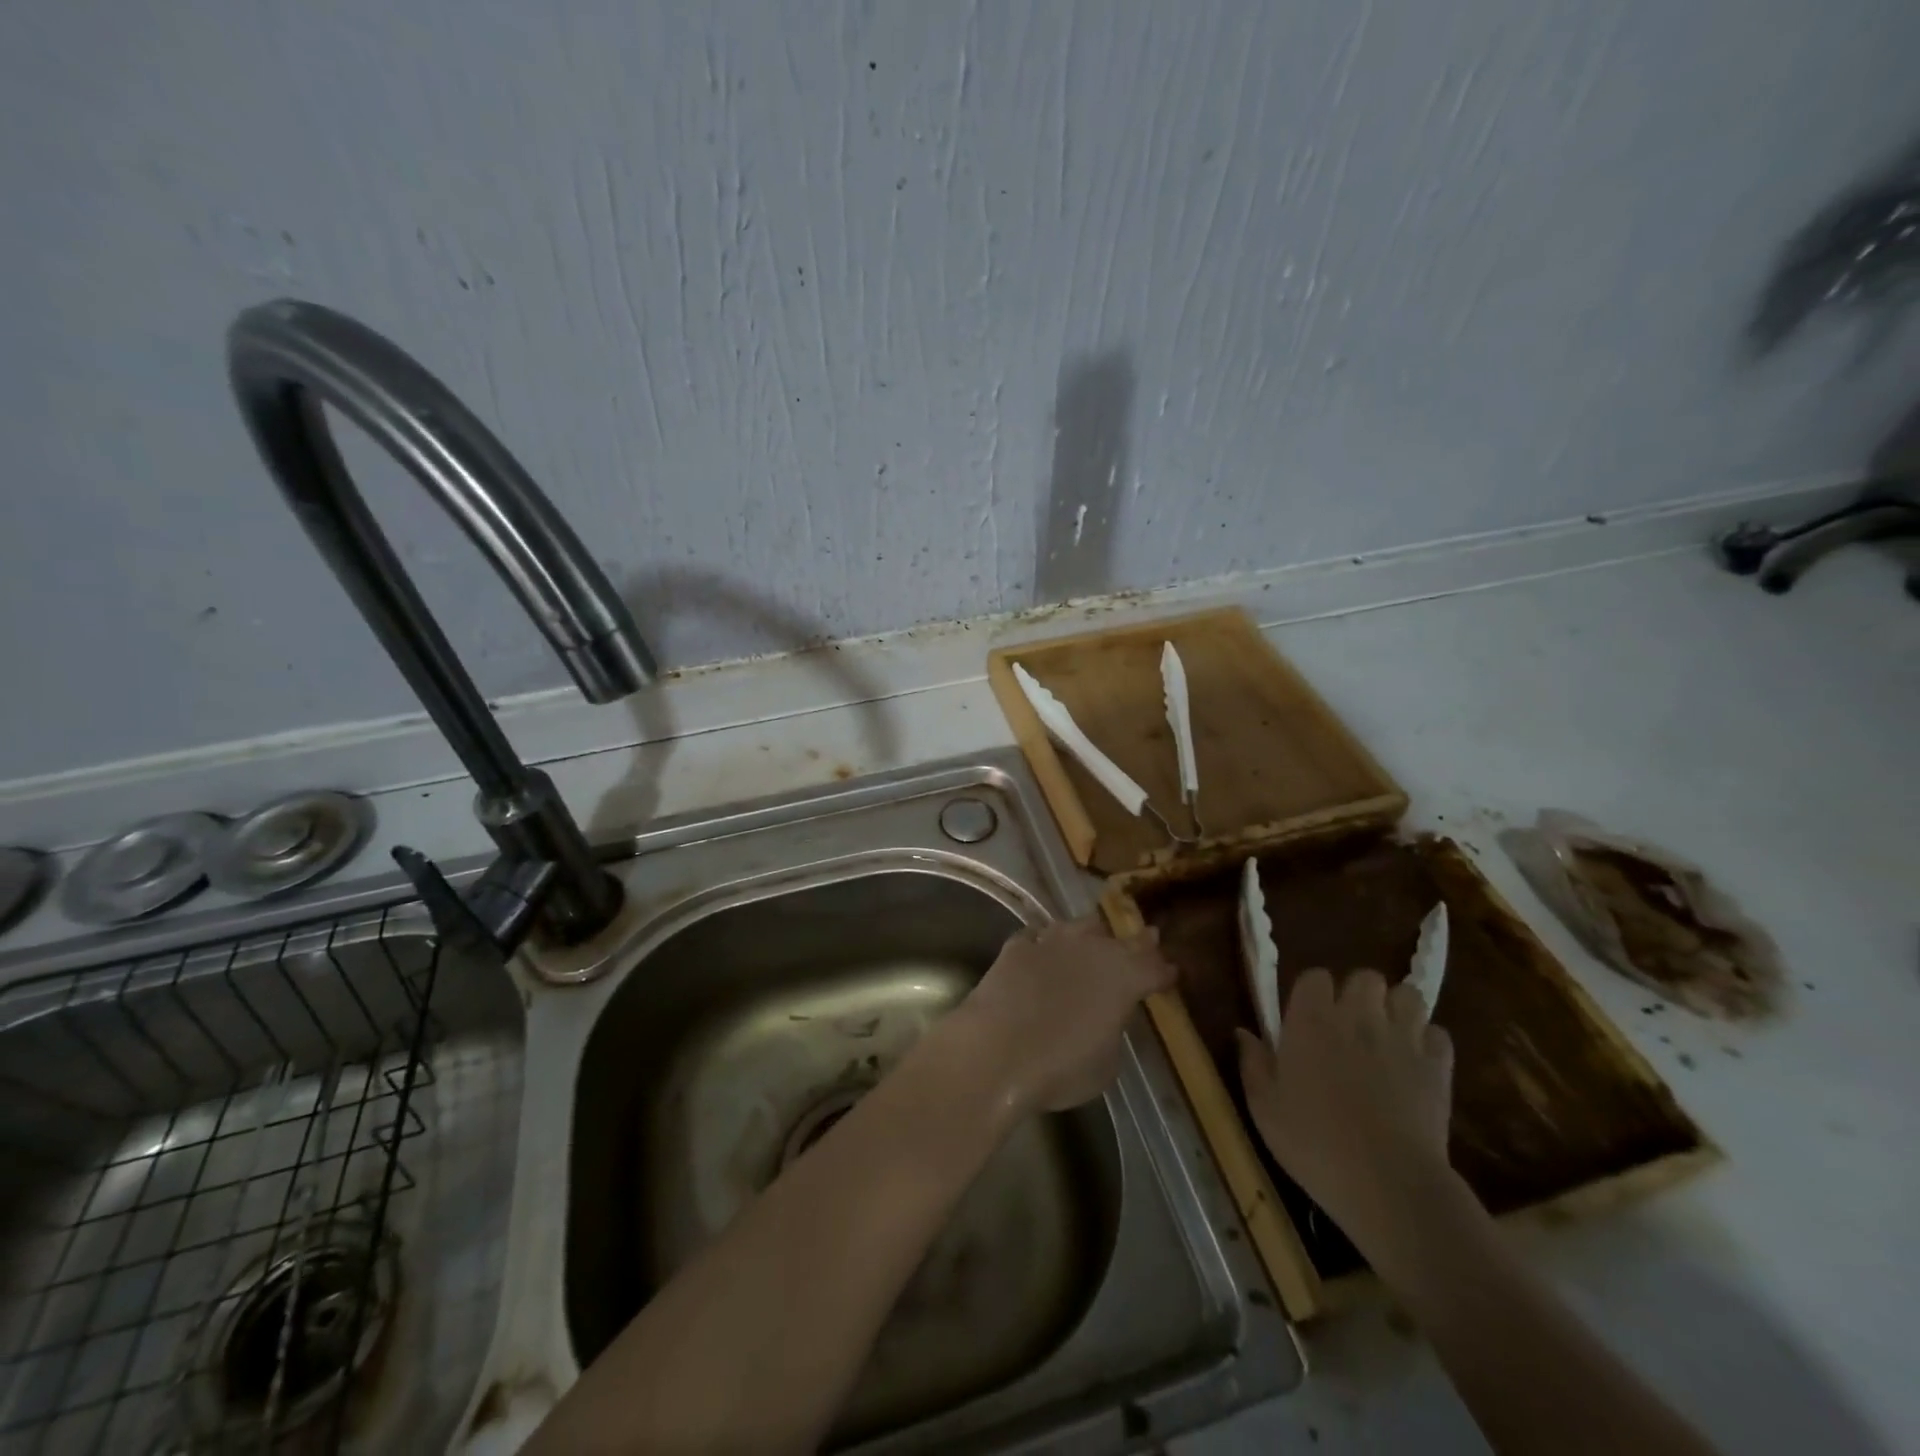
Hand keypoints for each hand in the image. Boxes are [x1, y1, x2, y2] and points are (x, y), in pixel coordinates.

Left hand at [952, 917, 1175, 1114]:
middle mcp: (1092, 949)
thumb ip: (1113, 1029)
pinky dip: (1044, 943)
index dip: (1164, 970)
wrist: (995, 1052)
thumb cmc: (1060, 1068)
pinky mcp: (1017, 946)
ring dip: (1091, 934)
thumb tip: (1107, 1017)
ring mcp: (1052, 941)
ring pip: (1079, 926)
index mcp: (1124, 978)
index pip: (1154, 967)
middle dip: (1137, 941)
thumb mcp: (1106, 1064)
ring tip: (1093, 939)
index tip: (1170, 972)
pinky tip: (1041, 950)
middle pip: (1122, 938)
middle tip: (1147, 939)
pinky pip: (1037, 936)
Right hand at [1237, 969, 1455, 1254]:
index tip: (1308, 1017)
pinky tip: (1416, 1063)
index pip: (1315, 976)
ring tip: (1387, 1036)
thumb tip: (1243, 1033)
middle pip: (1365, 977)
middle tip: (1350, 1025)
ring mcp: (1402, 1038)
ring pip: (1407, 996)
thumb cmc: (1313, 1142)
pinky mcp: (1438, 1066)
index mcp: (1310, 1019)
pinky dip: (1429, 1043)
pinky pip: (1439, 1034)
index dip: (1313, 992)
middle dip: (1360, 994)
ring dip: (1397, 1010)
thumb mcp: (1264, 1106)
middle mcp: (1357, 1016)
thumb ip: (1252, 1063)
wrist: (1387, 1184)